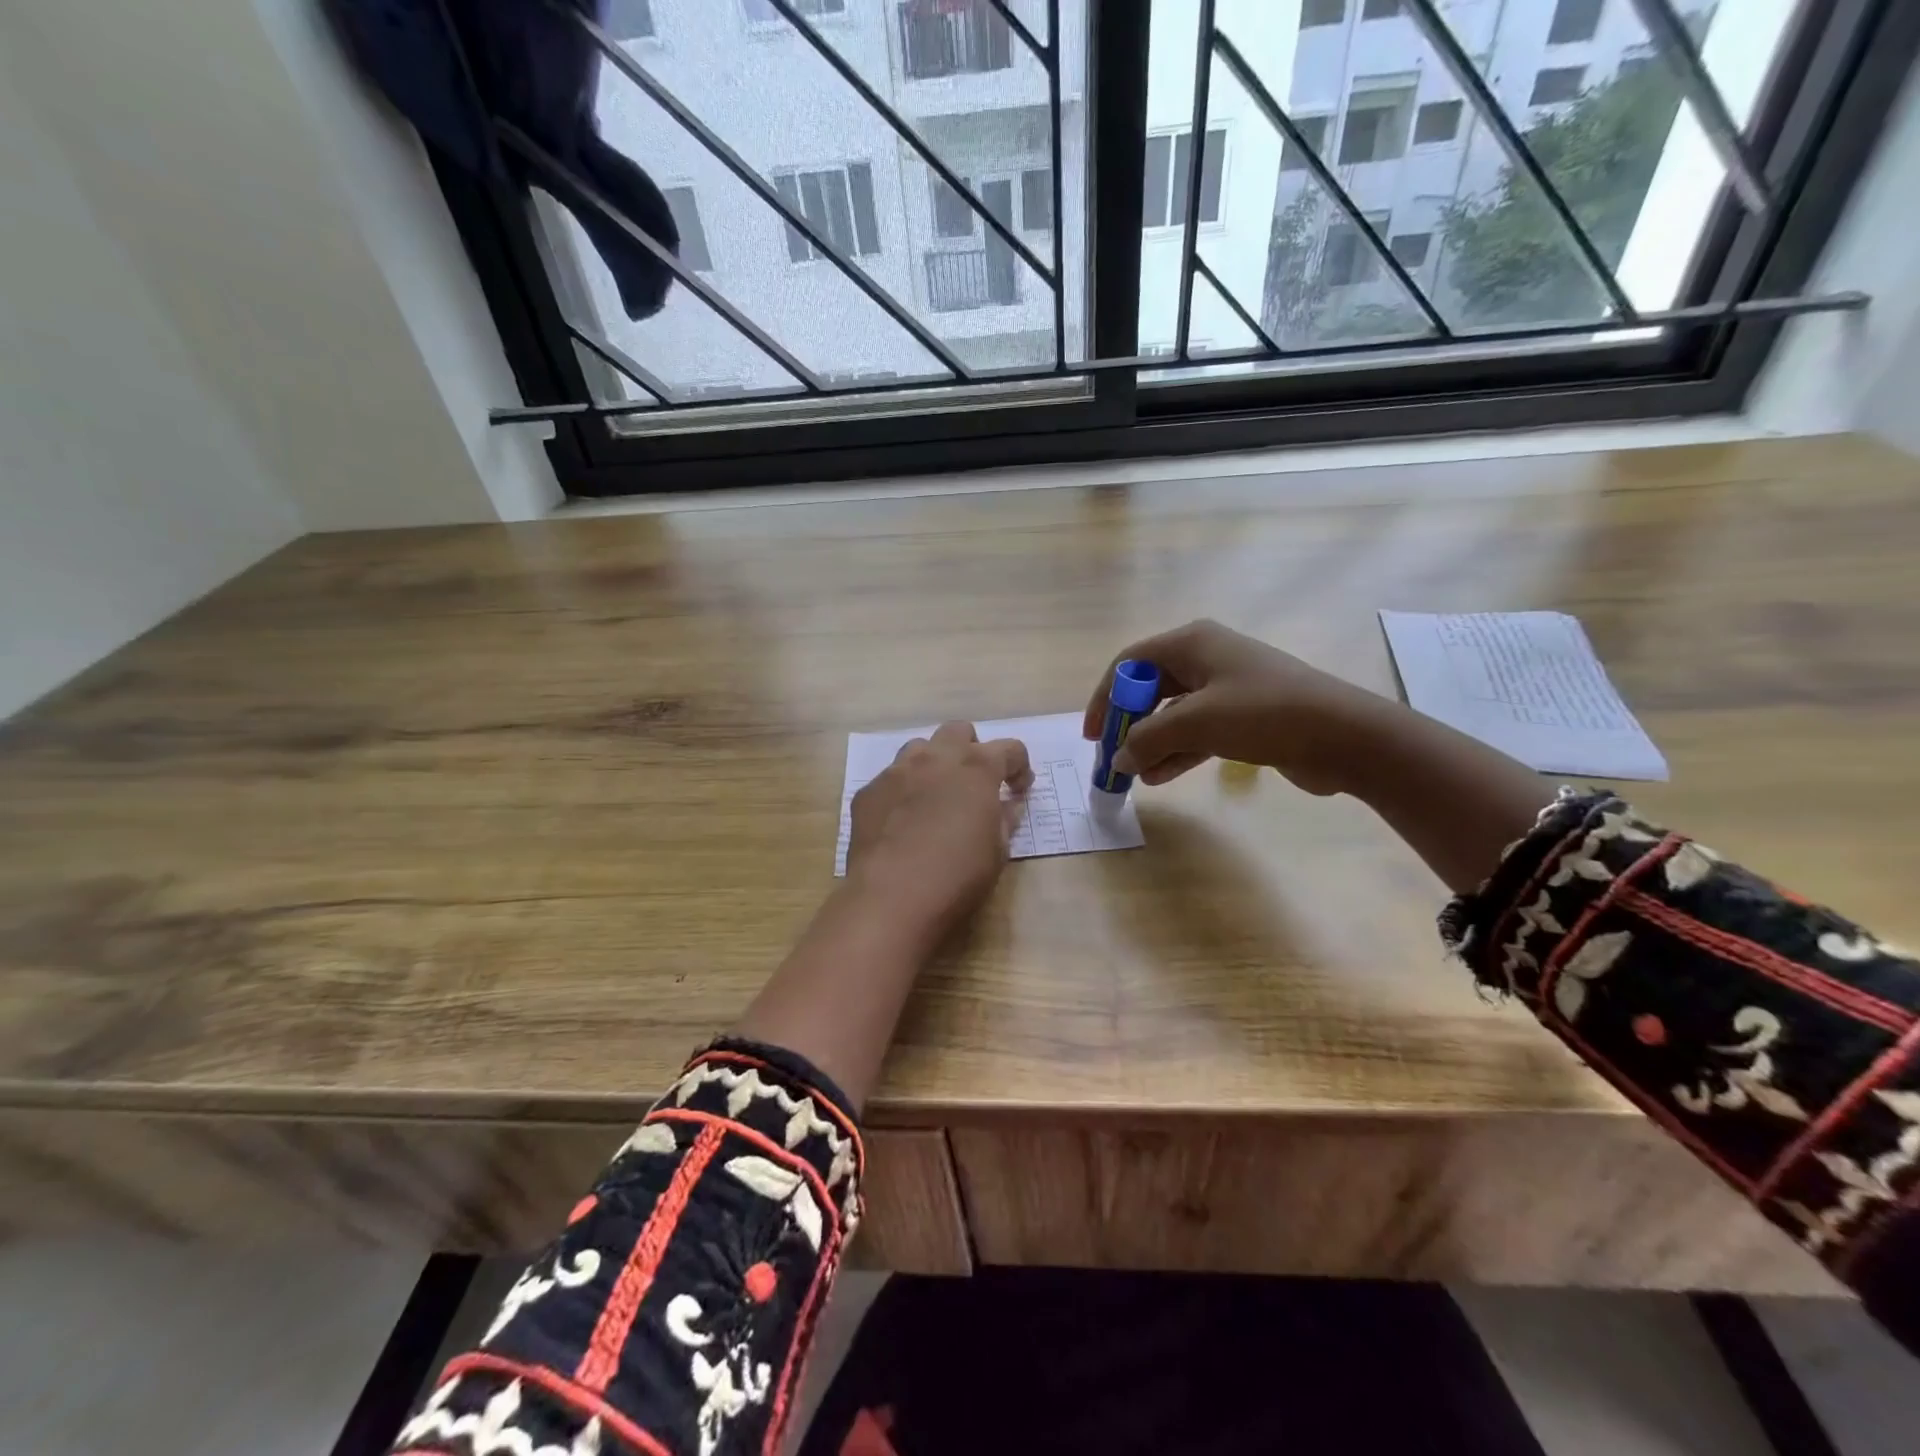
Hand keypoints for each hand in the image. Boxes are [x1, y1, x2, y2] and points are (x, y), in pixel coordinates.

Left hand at [845, 721, 1033, 935]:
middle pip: (958, 731)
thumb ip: (1004, 819)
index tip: (1018, 790)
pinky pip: (890, 779)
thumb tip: (1007, 804)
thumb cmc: (957, 875)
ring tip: (936, 796)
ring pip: (919, 748)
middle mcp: (935, 758)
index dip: (1019, 767)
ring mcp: (896, 771)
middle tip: (974, 784)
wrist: (891, 897)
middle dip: (972, 750)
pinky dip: (903, 792)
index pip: (1009, 749)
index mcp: (976, 768)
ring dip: (934, 764)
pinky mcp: (868, 792)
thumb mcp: (997, 851)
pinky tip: (903, 822)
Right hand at [1082, 619, 1388, 794]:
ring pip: (1173, 714)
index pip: (1129, 663)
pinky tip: (1161, 777)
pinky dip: (1178, 751)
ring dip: (1152, 743)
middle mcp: (1206, 658)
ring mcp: (1227, 687)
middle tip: (1113, 756)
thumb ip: (1148, 738)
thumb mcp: (1196, 722)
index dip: (1104, 697)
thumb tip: (1119, 759)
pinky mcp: (1243, 716)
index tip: (1093, 734)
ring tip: (1136, 776)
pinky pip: (1197, 731)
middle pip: (1150, 689)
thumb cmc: (1264, 713)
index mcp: (1192, 643)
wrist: (1345, 735)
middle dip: (1129, 724)